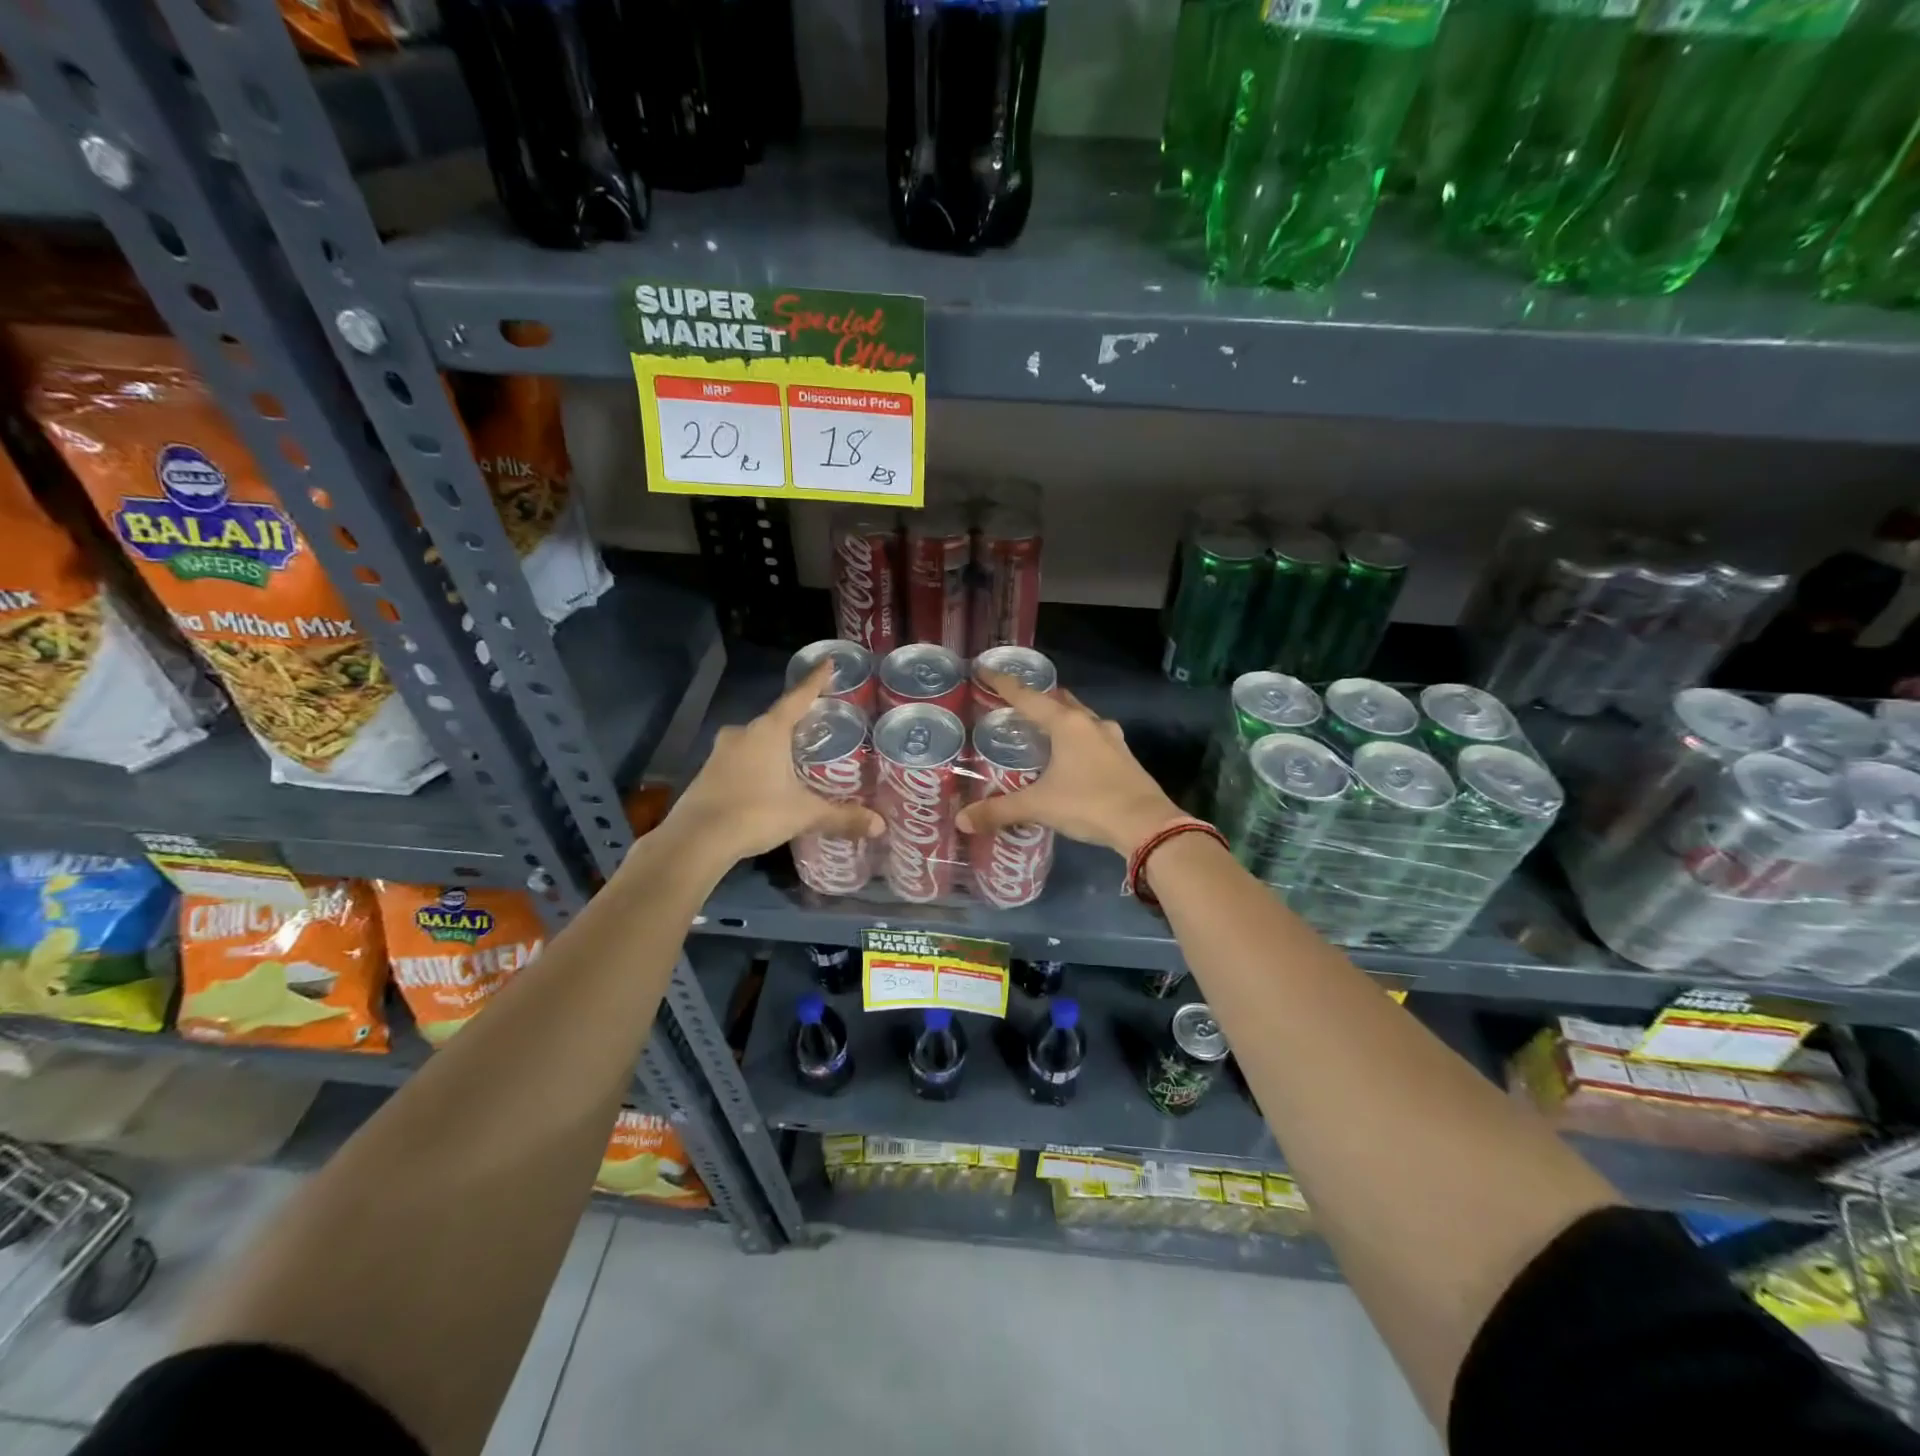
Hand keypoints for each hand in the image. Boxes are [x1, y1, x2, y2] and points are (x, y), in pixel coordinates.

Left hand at [664, 661, 883, 865]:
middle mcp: (743, 733)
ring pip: (755, 740)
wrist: (695, 840)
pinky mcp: (707, 772)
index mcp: (769, 731)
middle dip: (796, 721)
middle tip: (818, 725)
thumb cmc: (755, 813)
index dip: (815, 681)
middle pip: (775, 719)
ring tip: (795, 756)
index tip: (828, 662)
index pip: (798, 697)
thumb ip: (841, 816)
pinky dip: (756, 763)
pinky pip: (740, 758)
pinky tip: (767, 781)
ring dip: (773, 745)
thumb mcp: (804, 814)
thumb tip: (880, 825)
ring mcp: (720, 752)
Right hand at [956, 671, 1185, 858]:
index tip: (984, 668)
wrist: (1147, 825)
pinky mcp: (1123, 757)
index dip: (1002, 683)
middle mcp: (1089, 723)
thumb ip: (999, 810)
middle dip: (1036, 698)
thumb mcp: (1039, 806)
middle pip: (1058, 700)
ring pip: (1079, 717)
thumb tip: (962, 820)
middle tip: (1014, 704)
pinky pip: (1093, 737)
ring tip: (1041, 729)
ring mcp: (1111, 739)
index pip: (1027, 695)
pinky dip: (1076, 738)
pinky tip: (1070, 755)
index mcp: (1066, 724)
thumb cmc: (1089, 803)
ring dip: (1060, 718)